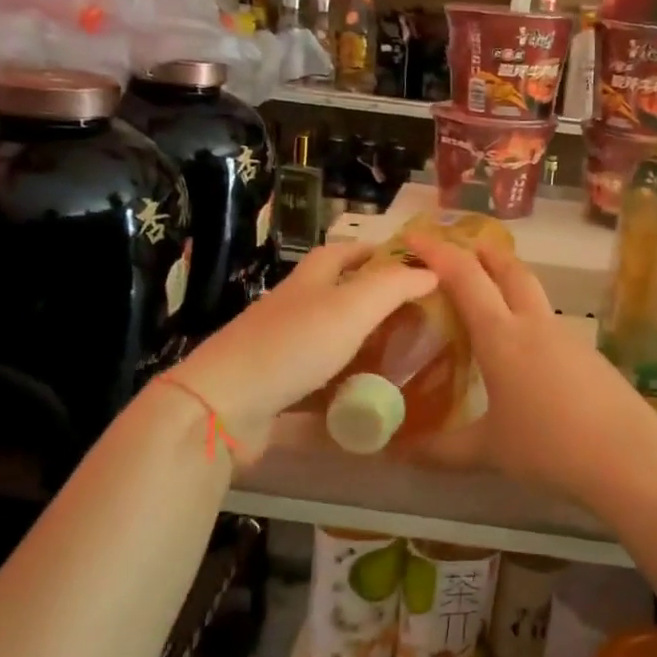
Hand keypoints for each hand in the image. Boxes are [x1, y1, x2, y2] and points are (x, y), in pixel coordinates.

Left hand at [168, 243, 436, 462]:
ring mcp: (280, 350)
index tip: (410, 262)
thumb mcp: (351, 307)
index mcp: (308, 281)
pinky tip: (367, 399)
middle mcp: (293, 309)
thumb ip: (393, 287)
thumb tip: (432, 271)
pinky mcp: (275, 389)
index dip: (374, 250)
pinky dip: (343, 386)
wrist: (224, 406)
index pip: (342, 252)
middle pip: (335, 295)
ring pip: (328, 340)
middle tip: (415, 316)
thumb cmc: (292, 346)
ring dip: (360, 344)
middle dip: (372, 300)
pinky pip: (318, 383)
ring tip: (401, 356)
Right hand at [404, 232, 656, 501]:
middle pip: (510, 271)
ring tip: (491, 299)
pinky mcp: (590, 356)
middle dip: (484, 253)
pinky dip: (530, 319)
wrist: (628, 459)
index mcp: (501, 336)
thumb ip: (441, 450)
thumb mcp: (488, 451)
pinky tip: (527, 352)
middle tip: (464, 247)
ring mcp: (568, 337)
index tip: (415, 236)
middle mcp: (534, 325)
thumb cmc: (549, 447)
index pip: (465, 278)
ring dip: (510, 283)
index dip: (438, 252)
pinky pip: (551, 325)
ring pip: (534, 295)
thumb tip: (401, 453)